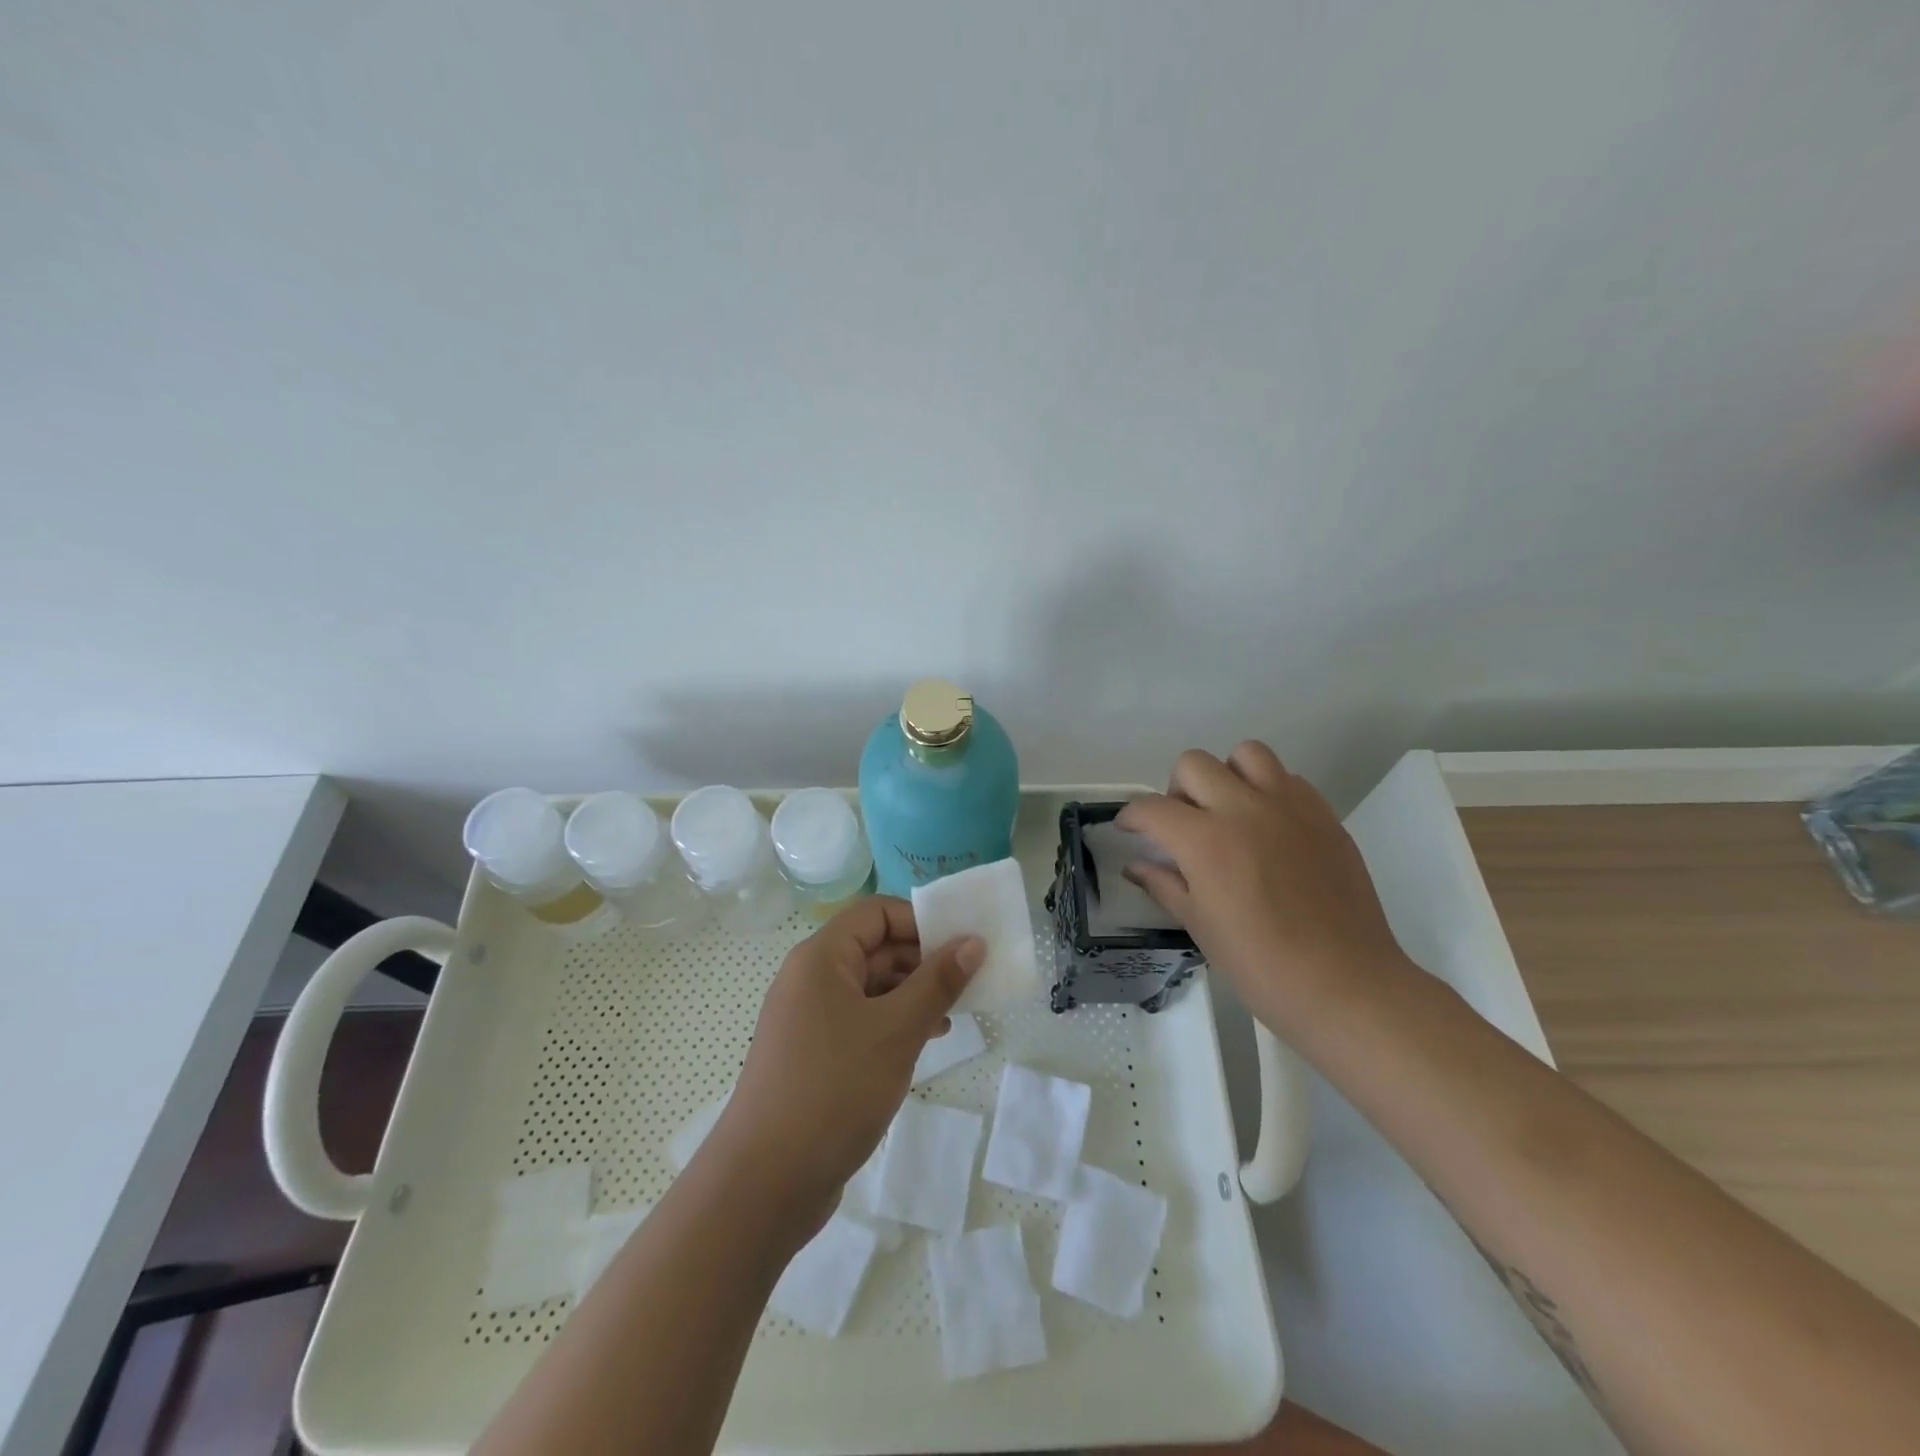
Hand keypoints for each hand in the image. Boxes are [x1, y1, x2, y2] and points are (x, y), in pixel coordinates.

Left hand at [708, 897, 982, 1229]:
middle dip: (922, 960)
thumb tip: (972, 942)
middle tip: (969, 981)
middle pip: (874, 947)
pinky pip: (861, 1021)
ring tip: (955, 1014)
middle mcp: (811, 979)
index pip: (875, 913)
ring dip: (913, 994)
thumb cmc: (833, 1089)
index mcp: (821, 958)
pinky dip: (894, 1024)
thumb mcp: (896, 1031)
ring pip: (871, 988)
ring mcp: (809, 1019)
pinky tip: (925, 1042)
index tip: (961, 945)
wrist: (765, 1184)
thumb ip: (937, 983)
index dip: (919, 921)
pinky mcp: (814, 1055)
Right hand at [1117, 741, 1412, 1035]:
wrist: (1345, 985)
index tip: (1130, 829)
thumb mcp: (1200, 926)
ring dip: (1226, 776)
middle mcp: (1244, 810)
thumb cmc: (1261, 966)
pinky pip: (1288, 778)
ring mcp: (1289, 807)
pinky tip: (1269, 828)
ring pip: (1245, 754)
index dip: (1132, 817)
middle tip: (1184, 826)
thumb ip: (1164, 885)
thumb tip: (1137, 866)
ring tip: (1229, 813)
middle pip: (1193, 764)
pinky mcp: (1324, 815)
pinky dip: (1268, 791)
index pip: (1152, 808)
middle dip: (1176, 791)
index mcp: (1206, 841)